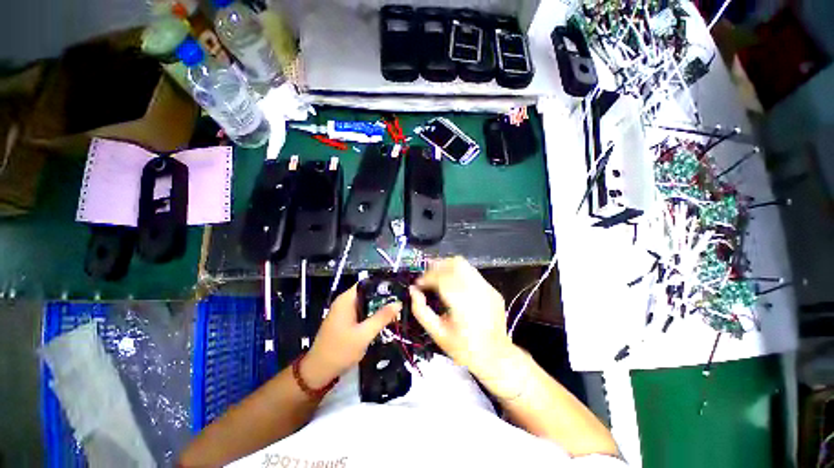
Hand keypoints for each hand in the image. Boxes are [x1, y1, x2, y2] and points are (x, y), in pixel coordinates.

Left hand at [304, 285, 400, 386]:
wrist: (318, 372)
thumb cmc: (340, 351)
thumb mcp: (364, 334)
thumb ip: (382, 318)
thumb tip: (399, 303)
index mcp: (346, 300)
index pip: (366, 283)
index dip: (382, 284)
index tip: (398, 289)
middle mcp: (344, 302)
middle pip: (367, 293)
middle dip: (383, 297)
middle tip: (401, 301)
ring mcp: (344, 312)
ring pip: (365, 304)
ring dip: (378, 307)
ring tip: (396, 310)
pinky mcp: (345, 322)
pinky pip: (362, 313)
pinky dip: (372, 315)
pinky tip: (384, 320)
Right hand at [410, 257, 513, 378]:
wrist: (496, 357)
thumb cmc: (464, 349)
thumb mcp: (437, 334)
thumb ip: (421, 311)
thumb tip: (413, 291)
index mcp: (462, 302)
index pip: (441, 277)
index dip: (426, 277)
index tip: (418, 284)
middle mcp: (477, 290)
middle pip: (454, 263)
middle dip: (437, 266)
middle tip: (427, 276)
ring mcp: (487, 288)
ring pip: (464, 265)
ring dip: (447, 267)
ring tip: (438, 277)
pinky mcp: (493, 290)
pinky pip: (472, 274)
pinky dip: (459, 274)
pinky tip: (454, 286)